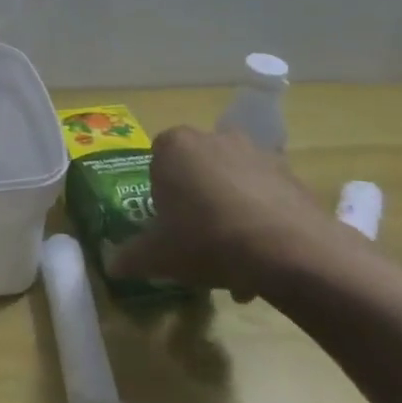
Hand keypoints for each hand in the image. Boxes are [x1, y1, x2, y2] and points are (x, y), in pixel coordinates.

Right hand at [109, 125, 356, 300]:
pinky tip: (263, 259)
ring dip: (230, 214)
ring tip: (236, 262)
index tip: (169, 226)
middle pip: (196, 172)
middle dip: (198, 204)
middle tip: (199, 244)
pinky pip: (264, 195)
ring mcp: (255, 152)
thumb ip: (131, 257)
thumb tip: (111, 265)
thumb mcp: (159, 256)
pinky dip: (261, 219)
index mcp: (174, 146)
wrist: (289, 250)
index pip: (157, 163)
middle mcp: (213, 137)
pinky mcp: (290, 172)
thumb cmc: (208, 240)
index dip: (161, 197)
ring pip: (231, 184)